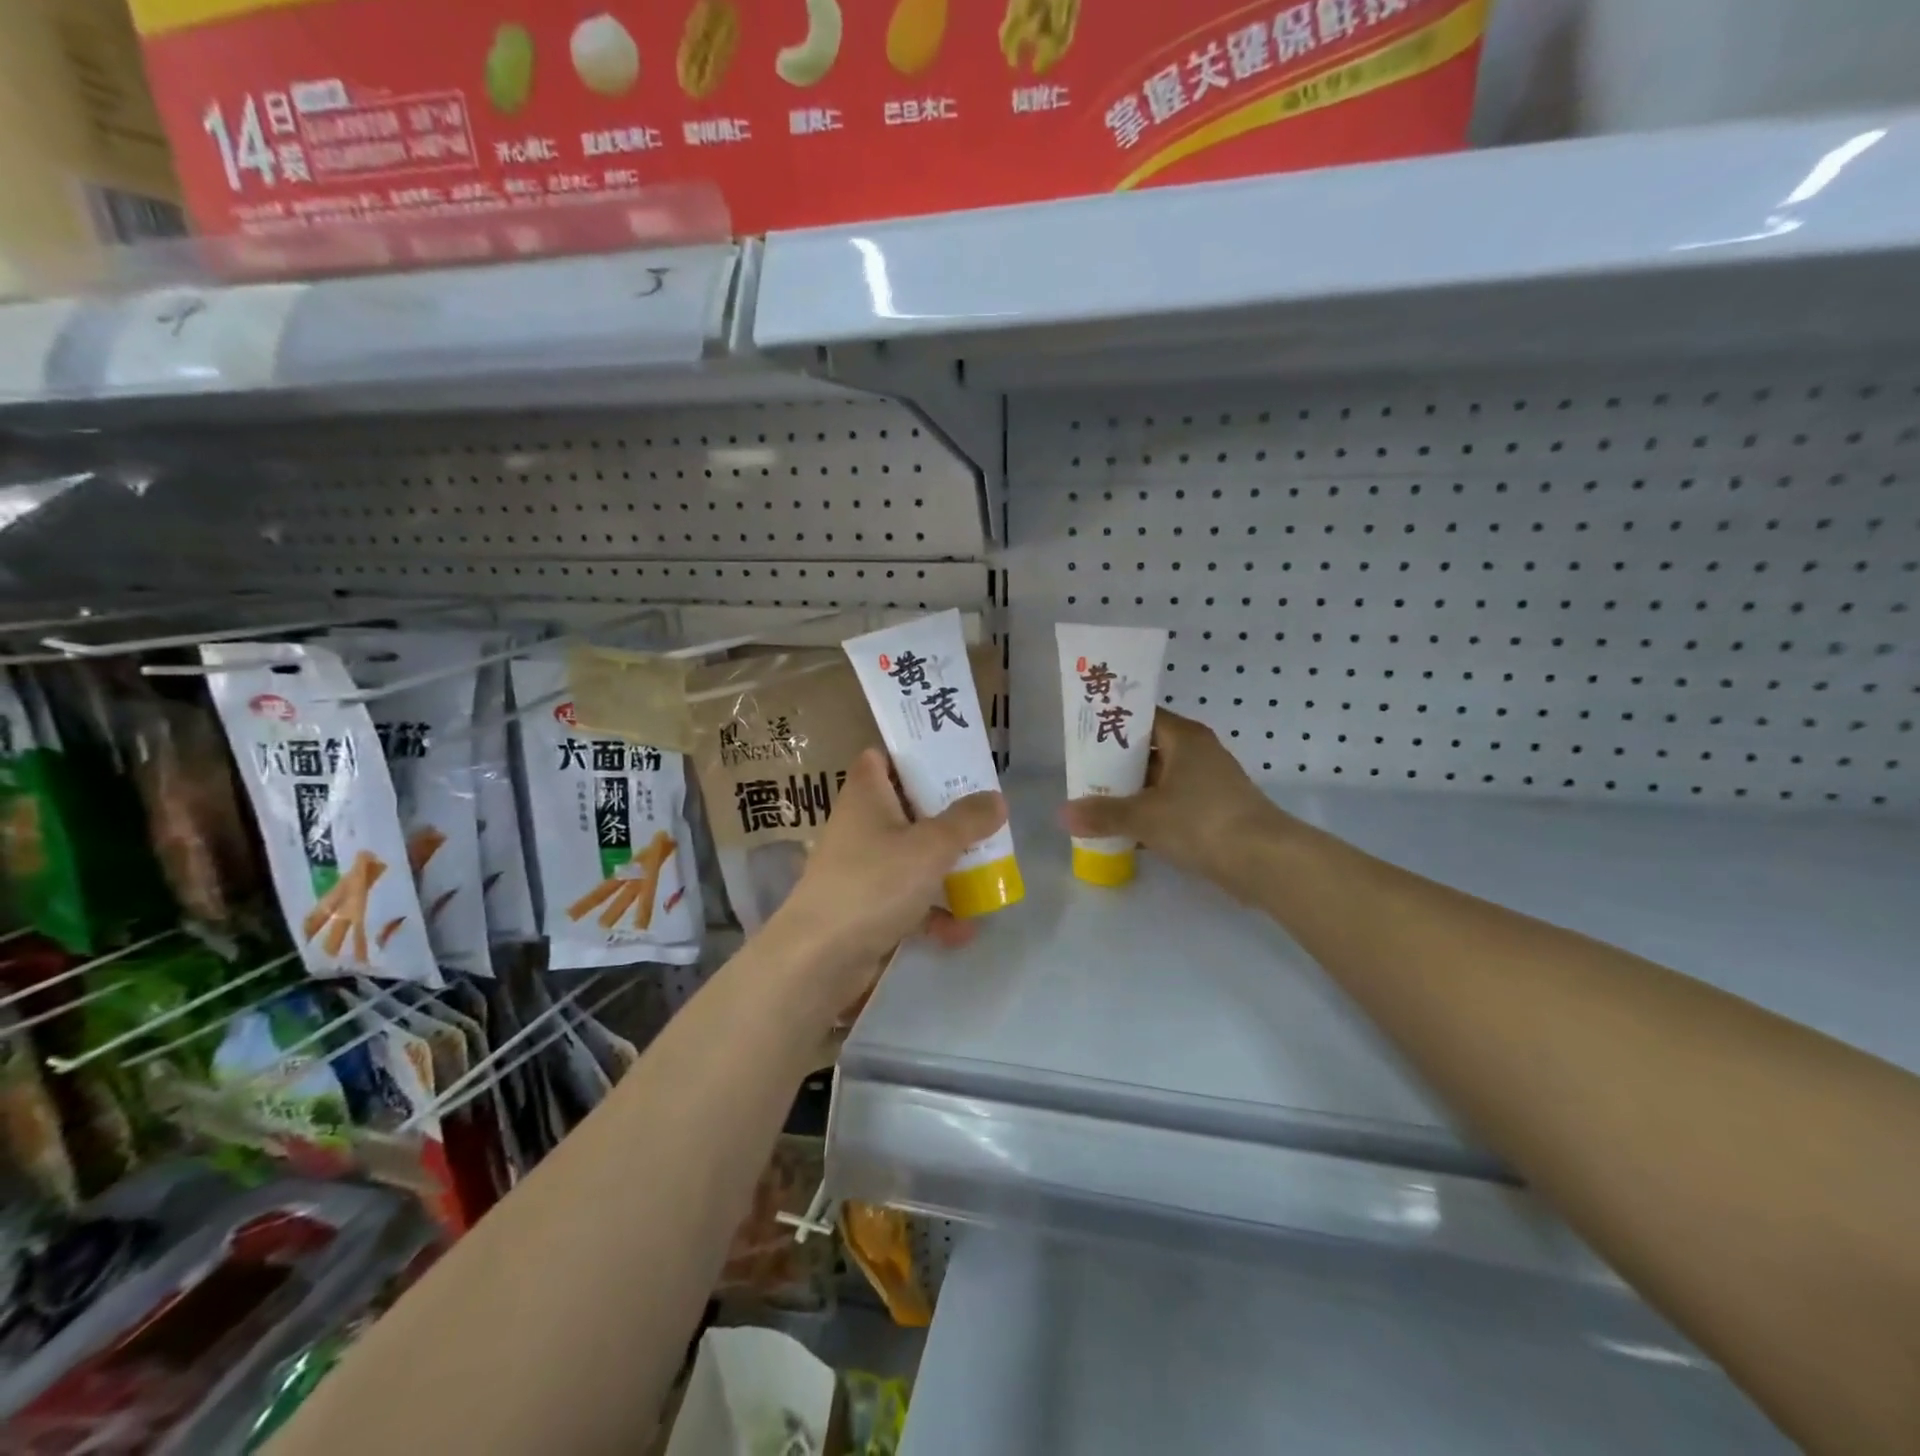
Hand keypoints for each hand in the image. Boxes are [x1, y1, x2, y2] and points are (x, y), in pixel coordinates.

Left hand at [769, 747, 1006, 1011]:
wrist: (819, 957)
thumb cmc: (875, 883)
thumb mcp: (930, 846)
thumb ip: (967, 821)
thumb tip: (996, 798)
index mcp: (867, 794)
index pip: (881, 757)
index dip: (912, 754)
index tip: (952, 761)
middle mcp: (860, 825)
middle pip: (905, 807)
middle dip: (944, 814)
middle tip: (983, 816)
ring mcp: (860, 868)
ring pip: (909, 855)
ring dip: (944, 865)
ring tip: (986, 871)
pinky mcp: (865, 906)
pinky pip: (906, 900)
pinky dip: (932, 912)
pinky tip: (963, 930)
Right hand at [1060, 709, 1287, 891]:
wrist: (1264, 861)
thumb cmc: (1201, 821)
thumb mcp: (1144, 816)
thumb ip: (1102, 814)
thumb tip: (1062, 814)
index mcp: (1185, 738)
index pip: (1142, 717)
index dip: (1113, 724)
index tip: (1084, 735)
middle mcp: (1199, 753)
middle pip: (1149, 750)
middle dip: (1117, 764)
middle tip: (1083, 775)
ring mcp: (1210, 784)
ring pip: (1161, 781)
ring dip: (1133, 793)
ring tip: (1097, 804)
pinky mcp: (1215, 813)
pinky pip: (1174, 806)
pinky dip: (1152, 815)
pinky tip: (1127, 833)